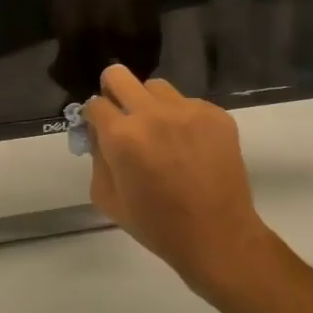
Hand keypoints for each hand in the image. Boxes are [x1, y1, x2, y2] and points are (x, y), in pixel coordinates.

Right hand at [83, 65, 276, 296]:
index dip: (94, 117)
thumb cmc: (156, 225)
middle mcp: (153, 114)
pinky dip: (182, 119)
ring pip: (155, 87)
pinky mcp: (215, 114)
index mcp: (122, 136)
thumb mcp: (108, 199)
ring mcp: (187, 110)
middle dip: (113, 92)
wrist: (217, 237)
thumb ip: (96, 158)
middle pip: (118, 75)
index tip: (100, 130)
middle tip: (122, 116)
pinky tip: (190, 147)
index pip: (95, 104)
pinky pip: (187, 103)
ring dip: (149, 104)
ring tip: (160, 133)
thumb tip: (98, 132)